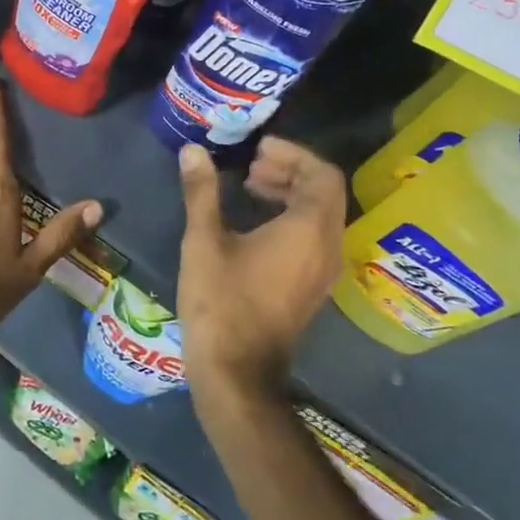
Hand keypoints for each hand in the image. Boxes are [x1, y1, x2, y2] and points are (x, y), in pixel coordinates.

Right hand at [176, 138, 345, 403]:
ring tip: (251, 184)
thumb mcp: (204, 241)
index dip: (294, 153)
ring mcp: (324, 271)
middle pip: (325, 192)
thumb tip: (192, 150)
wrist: (236, 372)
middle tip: (253, 162)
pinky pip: (315, 236)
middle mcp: (327, 247)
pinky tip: (257, 221)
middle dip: (292, 169)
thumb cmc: (221, 301)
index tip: (259, 148)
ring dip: (292, 192)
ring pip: (321, 215)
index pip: (322, 174)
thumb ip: (202, 191)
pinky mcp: (313, 287)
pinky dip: (293, 216)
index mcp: (308, 230)